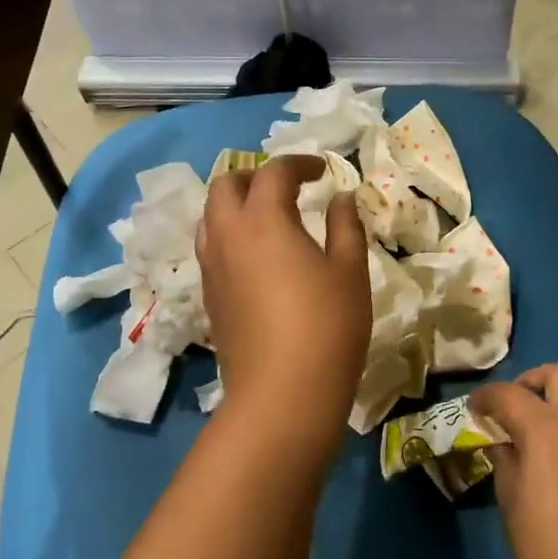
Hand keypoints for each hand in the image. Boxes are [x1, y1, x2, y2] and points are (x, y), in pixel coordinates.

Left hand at [198, 156, 370, 447]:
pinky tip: (258, 257)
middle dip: (255, 177)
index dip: (300, 163)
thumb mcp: (349, 271)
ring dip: (236, 205)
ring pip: (211, 216)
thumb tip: (341, 198)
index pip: (274, 172)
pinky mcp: (209, 297)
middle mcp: (227, 235)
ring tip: (269, 218)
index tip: (323, 171)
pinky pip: (211, 248)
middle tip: (288, 188)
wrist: (282, 395)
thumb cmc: (326, 326)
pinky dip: (230, 235)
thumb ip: (345, 226)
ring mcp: (212, 268)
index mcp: (263, 219)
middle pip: (226, 185)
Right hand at [472, 365, 557, 558]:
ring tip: (540, 432)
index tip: (474, 409)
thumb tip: (505, 444)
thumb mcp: (513, 506)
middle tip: (513, 409)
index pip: (509, 394)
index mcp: (548, 428)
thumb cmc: (553, 554)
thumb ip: (507, 463)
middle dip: (532, 382)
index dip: (486, 397)